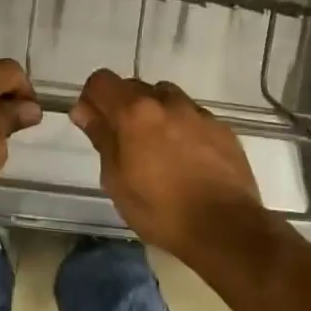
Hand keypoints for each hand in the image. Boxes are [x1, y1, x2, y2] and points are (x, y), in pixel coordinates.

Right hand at [70, 69, 263, 255]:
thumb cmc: (160, 210)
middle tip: (123, 142)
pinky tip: (186, 159)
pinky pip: (193, 116)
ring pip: (166, 98)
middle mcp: (167, 102)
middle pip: (135, 87)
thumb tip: (83, 110)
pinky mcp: (223, 129)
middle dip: (122, 107)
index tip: (92, 122)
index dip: (92, 98)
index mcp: (135, 112)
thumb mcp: (116, 180)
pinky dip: (182, 128)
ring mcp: (199, 114)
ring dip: (154, 113)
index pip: (102, 81)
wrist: (226, 229)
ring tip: (157, 148)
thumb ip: (101, 137)